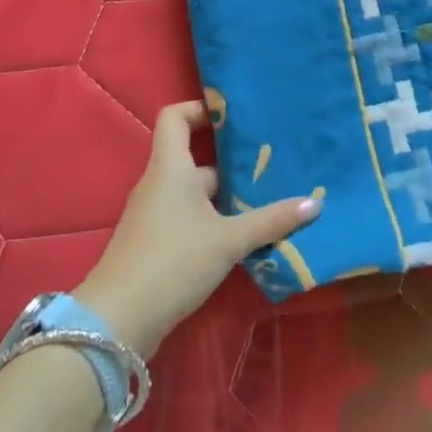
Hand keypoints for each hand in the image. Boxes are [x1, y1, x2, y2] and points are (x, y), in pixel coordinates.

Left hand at [73, 102, 319, 357]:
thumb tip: (315, 202)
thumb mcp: (229, 240)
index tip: (232, 116)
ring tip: (265, 202)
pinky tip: (240, 238)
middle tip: (269, 167)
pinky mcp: (154, 244)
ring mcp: (153, 216)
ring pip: (194, 194)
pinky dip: (213, 222)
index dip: (200, 109)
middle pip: (195, 160)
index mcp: (171, 168)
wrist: (117, 322)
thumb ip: (272, 220)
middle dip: (231, 165)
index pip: (175, 117)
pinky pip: (187, 219)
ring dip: (225, 198)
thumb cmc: (173, 261)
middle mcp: (159, 185)